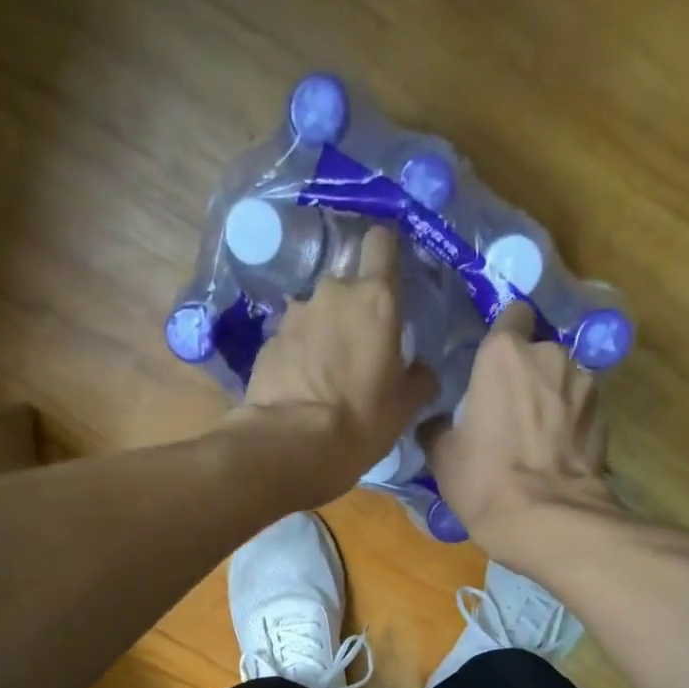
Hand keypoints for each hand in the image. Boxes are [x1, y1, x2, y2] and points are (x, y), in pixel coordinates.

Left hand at [235, 224, 438, 502]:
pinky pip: (290, 341)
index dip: (385, 254)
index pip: (382, 242)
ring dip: (321, 334)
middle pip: (346, 286)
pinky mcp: (267, 341)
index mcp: (375, 298)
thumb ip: (420, 378)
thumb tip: (422, 370)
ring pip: (315, 313)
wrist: (292, 445)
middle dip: (351, 310)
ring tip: (323, 374)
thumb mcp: (406, 406)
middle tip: (357, 348)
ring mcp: (294, 315)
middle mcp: (332, 293)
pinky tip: (299, 387)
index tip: (388, 274)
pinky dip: (296, 356)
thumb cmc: (361, 421)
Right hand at [420, 301, 611, 562]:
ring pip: (563, 379)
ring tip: (536, 434)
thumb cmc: (484, 480)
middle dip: (528, 372)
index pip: (512, 314)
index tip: (492, 362)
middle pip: (539, 350)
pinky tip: (556, 452)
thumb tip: (436, 423)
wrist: (546, 519)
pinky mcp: (604, 416)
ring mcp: (584, 384)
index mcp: (504, 354)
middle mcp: (550, 355)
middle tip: (510, 407)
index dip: (503, 335)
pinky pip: (580, 409)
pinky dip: (570, 423)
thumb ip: (439, 427)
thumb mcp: (443, 456)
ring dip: (551, 397)